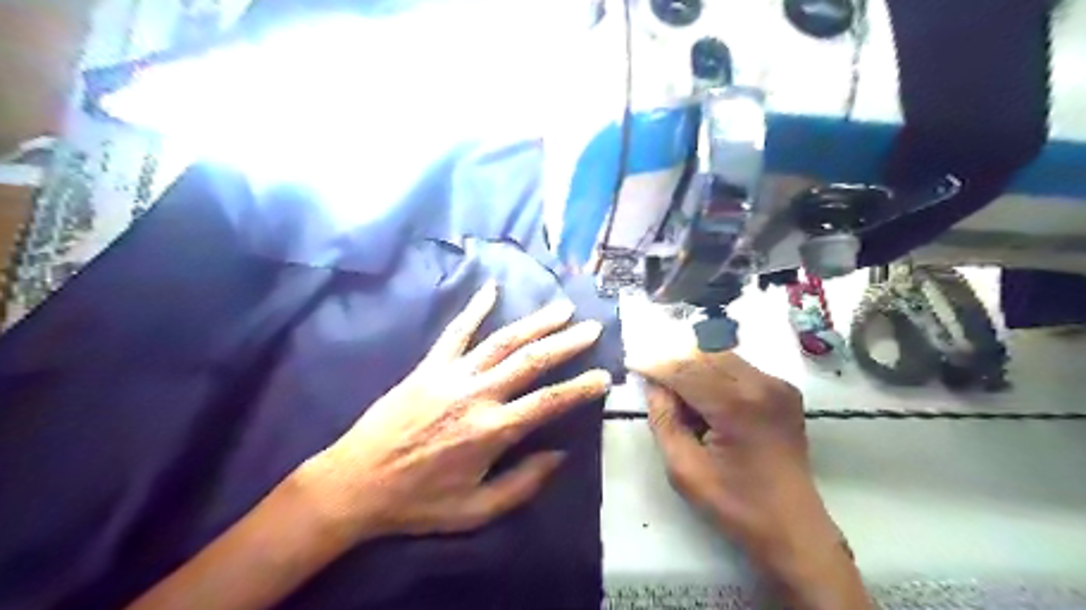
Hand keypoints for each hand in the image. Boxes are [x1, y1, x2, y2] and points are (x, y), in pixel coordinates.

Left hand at [301, 284, 613, 545]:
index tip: (604, 376)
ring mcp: (451, 375)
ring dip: (535, 323)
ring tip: (561, 308)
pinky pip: (455, 332)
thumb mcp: (476, 510)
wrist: (356, 483)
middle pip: (530, 361)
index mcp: (491, 431)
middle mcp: (477, 395)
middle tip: (592, 328)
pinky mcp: (429, 366)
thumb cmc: (418, 502)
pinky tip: (491, 289)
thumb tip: (560, 456)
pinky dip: (474, 309)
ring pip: (501, 341)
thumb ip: (522, 484)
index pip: (548, 402)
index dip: (580, 388)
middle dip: (566, 343)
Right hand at [619, 302, 837, 568]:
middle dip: (676, 365)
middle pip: (705, 356)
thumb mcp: (685, 470)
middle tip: (654, 382)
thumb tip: (654, 387)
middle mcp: (762, 385)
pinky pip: (740, 368)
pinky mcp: (785, 391)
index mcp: (737, 405)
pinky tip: (706, 399)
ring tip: (679, 393)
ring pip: (723, 357)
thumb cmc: (736, 505)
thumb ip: (664, 422)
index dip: (656, 366)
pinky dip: (716, 374)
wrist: (794, 528)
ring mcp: (778, 385)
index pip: (686, 371)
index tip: (633, 363)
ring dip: (695, 368)